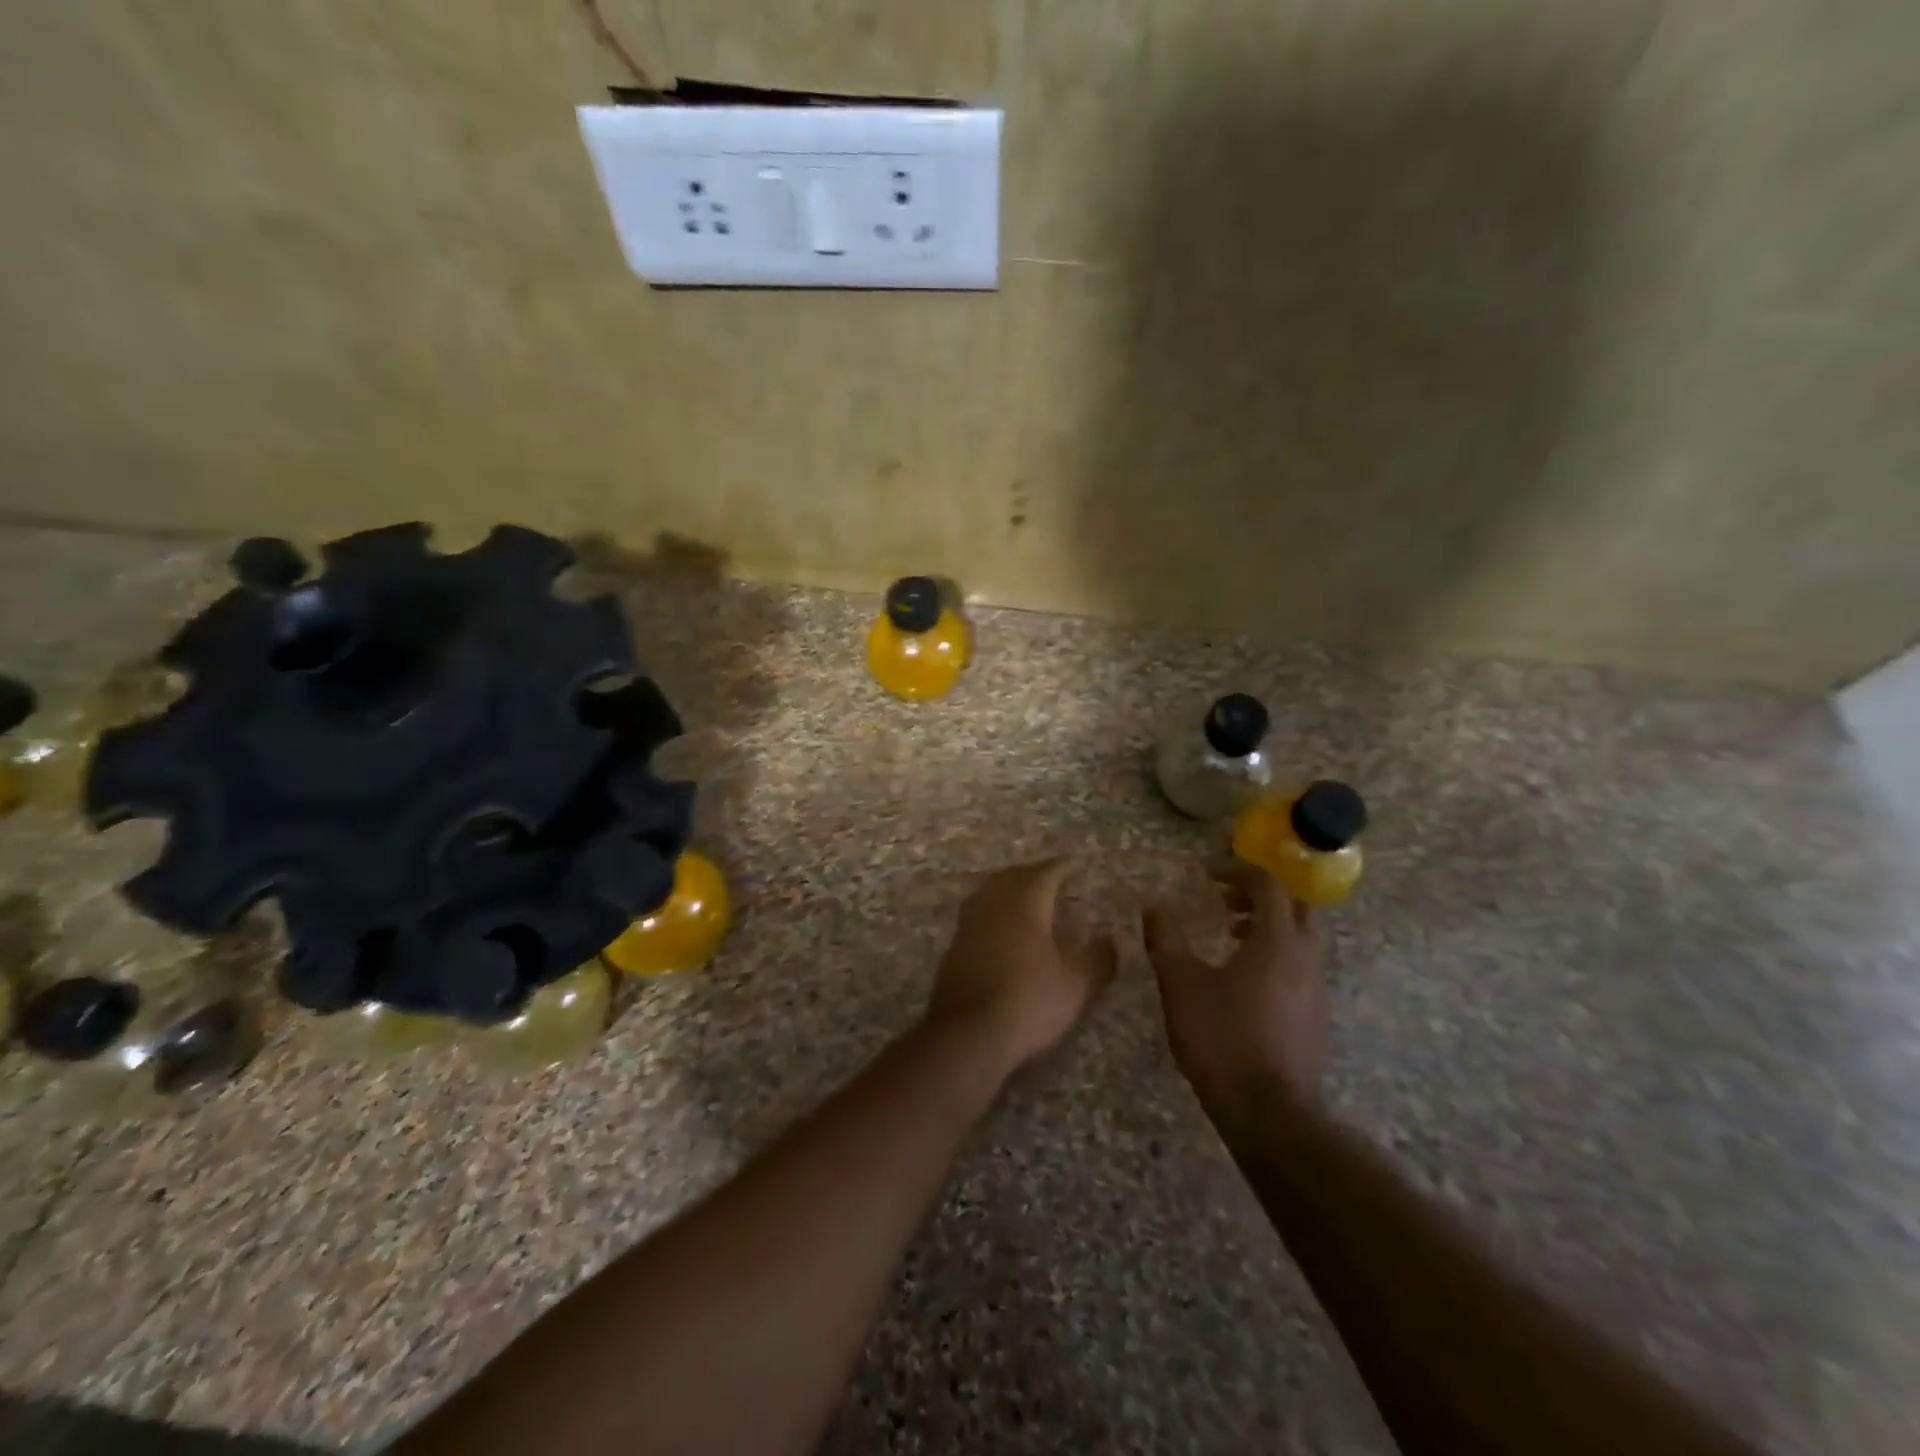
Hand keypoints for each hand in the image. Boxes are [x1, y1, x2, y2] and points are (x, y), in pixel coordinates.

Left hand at [926, 858, 1117, 1072]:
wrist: (969, 1034)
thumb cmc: (1030, 1000)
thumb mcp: (1077, 984)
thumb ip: (1098, 958)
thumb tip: (1110, 939)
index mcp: (1025, 902)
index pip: (1045, 873)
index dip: (1061, 868)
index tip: (1073, 865)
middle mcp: (993, 904)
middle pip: (1012, 877)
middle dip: (1032, 874)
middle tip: (1049, 878)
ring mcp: (968, 925)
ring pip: (989, 894)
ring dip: (1007, 891)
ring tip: (1024, 900)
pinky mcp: (954, 948)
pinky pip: (976, 917)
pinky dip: (992, 915)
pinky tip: (999, 932)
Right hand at [1143, 862, 1328, 1122]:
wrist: (1270, 1115)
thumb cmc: (1222, 1039)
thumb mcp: (1180, 984)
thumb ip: (1166, 940)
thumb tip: (1153, 908)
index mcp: (1278, 941)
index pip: (1269, 885)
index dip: (1237, 870)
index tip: (1207, 874)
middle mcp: (1306, 959)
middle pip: (1296, 906)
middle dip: (1260, 895)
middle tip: (1225, 900)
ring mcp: (1317, 991)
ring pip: (1300, 939)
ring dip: (1267, 926)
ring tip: (1229, 937)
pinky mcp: (1316, 1019)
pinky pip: (1300, 968)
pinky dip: (1274, 956)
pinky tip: (1242, 981)